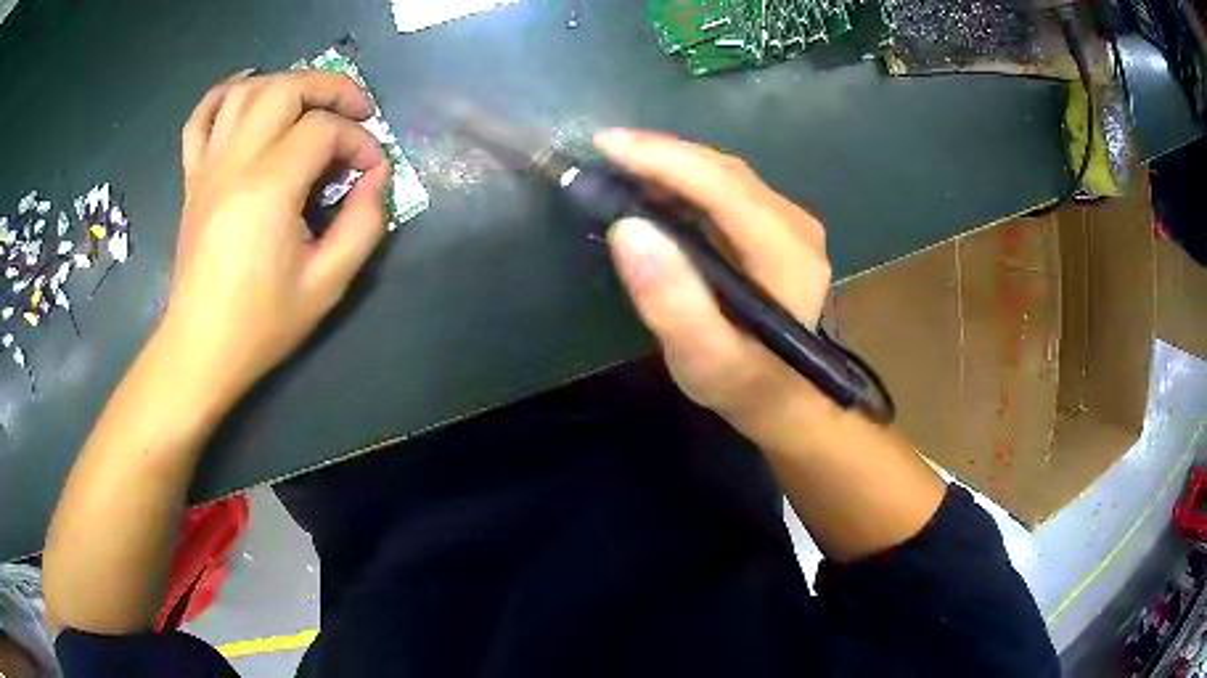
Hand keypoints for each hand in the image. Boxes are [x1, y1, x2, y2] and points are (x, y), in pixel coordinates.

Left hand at [165, 70, 390, 404]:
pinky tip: (249, 92)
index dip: (359, 141)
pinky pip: (202, 117)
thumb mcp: (328, 284)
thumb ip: (364, 223)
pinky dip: (226, 93)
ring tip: (310, 104)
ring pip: (246, 91)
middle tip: (355, 112)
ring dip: (286, 83)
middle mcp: (235, 164)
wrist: (200, 349)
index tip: (371, 172)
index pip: (323, 131)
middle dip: (330, 89)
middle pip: (285, 89)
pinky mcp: (193, 177)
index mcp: (268, 190)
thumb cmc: (261, 324)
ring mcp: (208, 166)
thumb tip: (377, 176)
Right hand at [596, 129, 834, 432]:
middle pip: (724, 172)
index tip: (606, 146)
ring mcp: (790, 222)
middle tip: (601, 151)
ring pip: (723, 173)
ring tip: (617, 162)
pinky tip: (650, 182)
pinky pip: (724, 187)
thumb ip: (672, 303)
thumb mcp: (704, 361)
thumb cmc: (743, 384)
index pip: (724, 189)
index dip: (665, 160)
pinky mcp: (775, 225)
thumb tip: (629, 229)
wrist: (783, 396)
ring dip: (669, 162)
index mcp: (789, 257)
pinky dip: (683, 178)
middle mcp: (797, 227)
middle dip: (661, 154)